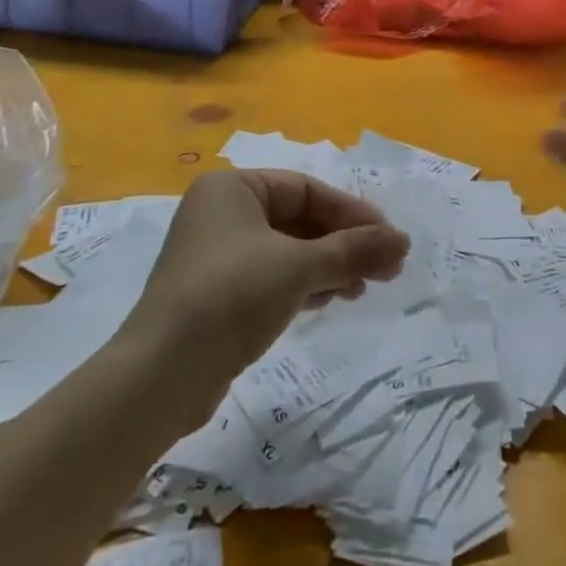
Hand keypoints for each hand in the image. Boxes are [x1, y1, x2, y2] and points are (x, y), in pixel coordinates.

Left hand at [122, 170, 409, 414]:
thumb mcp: (299, 267)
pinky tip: (330, 300)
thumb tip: (404, 240)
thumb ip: (354, 250)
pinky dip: (304, 284)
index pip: (306, 189)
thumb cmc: (231, 297)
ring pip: (288, 250)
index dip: (351, 212)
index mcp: (233, 188)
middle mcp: (222, 213)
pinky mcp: (217, 294)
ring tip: (365, 287)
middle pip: (299, 219)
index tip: (388, 238)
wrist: (160, 377)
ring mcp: (217, 255)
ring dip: (329, 266)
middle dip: (344, 243)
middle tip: (386, 268)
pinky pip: (272, 276)